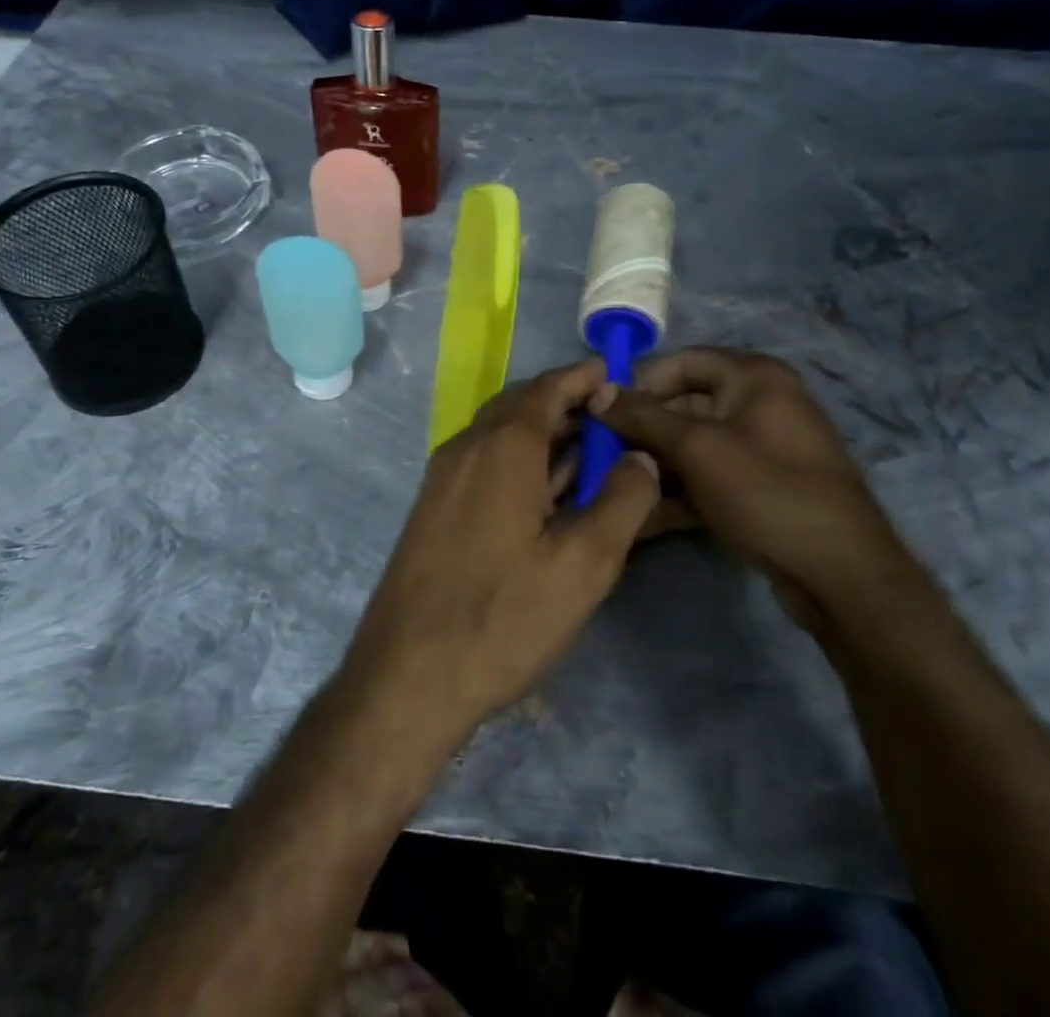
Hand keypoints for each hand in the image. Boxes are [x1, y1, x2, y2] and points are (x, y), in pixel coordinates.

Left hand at [341, 360, 663, 746]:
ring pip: (500, 434)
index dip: (584, 377)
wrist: (408, 674)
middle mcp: (466, 447)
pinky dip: (520, 460)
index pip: (548, 388)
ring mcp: (443, 477)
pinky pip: (484, 462)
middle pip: (521, 405)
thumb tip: (640, 456)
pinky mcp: (434, 507)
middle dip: (566, 403)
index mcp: (502, 445)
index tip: (617, 375)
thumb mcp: (584, 564)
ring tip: (588, 451)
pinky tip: (546, 493)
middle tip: (610, 417)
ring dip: (544, 434)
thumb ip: (623, 500)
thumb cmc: (503, 616)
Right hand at [592, 348, 916, 628]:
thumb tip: (598, 391)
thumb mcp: (696, 449)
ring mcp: (763, 447)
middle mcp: (761, 402)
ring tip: (618, 489)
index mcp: (753, 377)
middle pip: (684, 404)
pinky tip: (646, 514)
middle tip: (604, 458)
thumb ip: (643, 417)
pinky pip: (710, 475)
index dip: (641, 383)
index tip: (605, 414)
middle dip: (643, 432)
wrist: (841, 574)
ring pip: (694, 445)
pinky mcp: (762, 486)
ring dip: (656, 465)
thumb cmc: (765, 492)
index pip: (682, 361)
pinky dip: (680, 490)